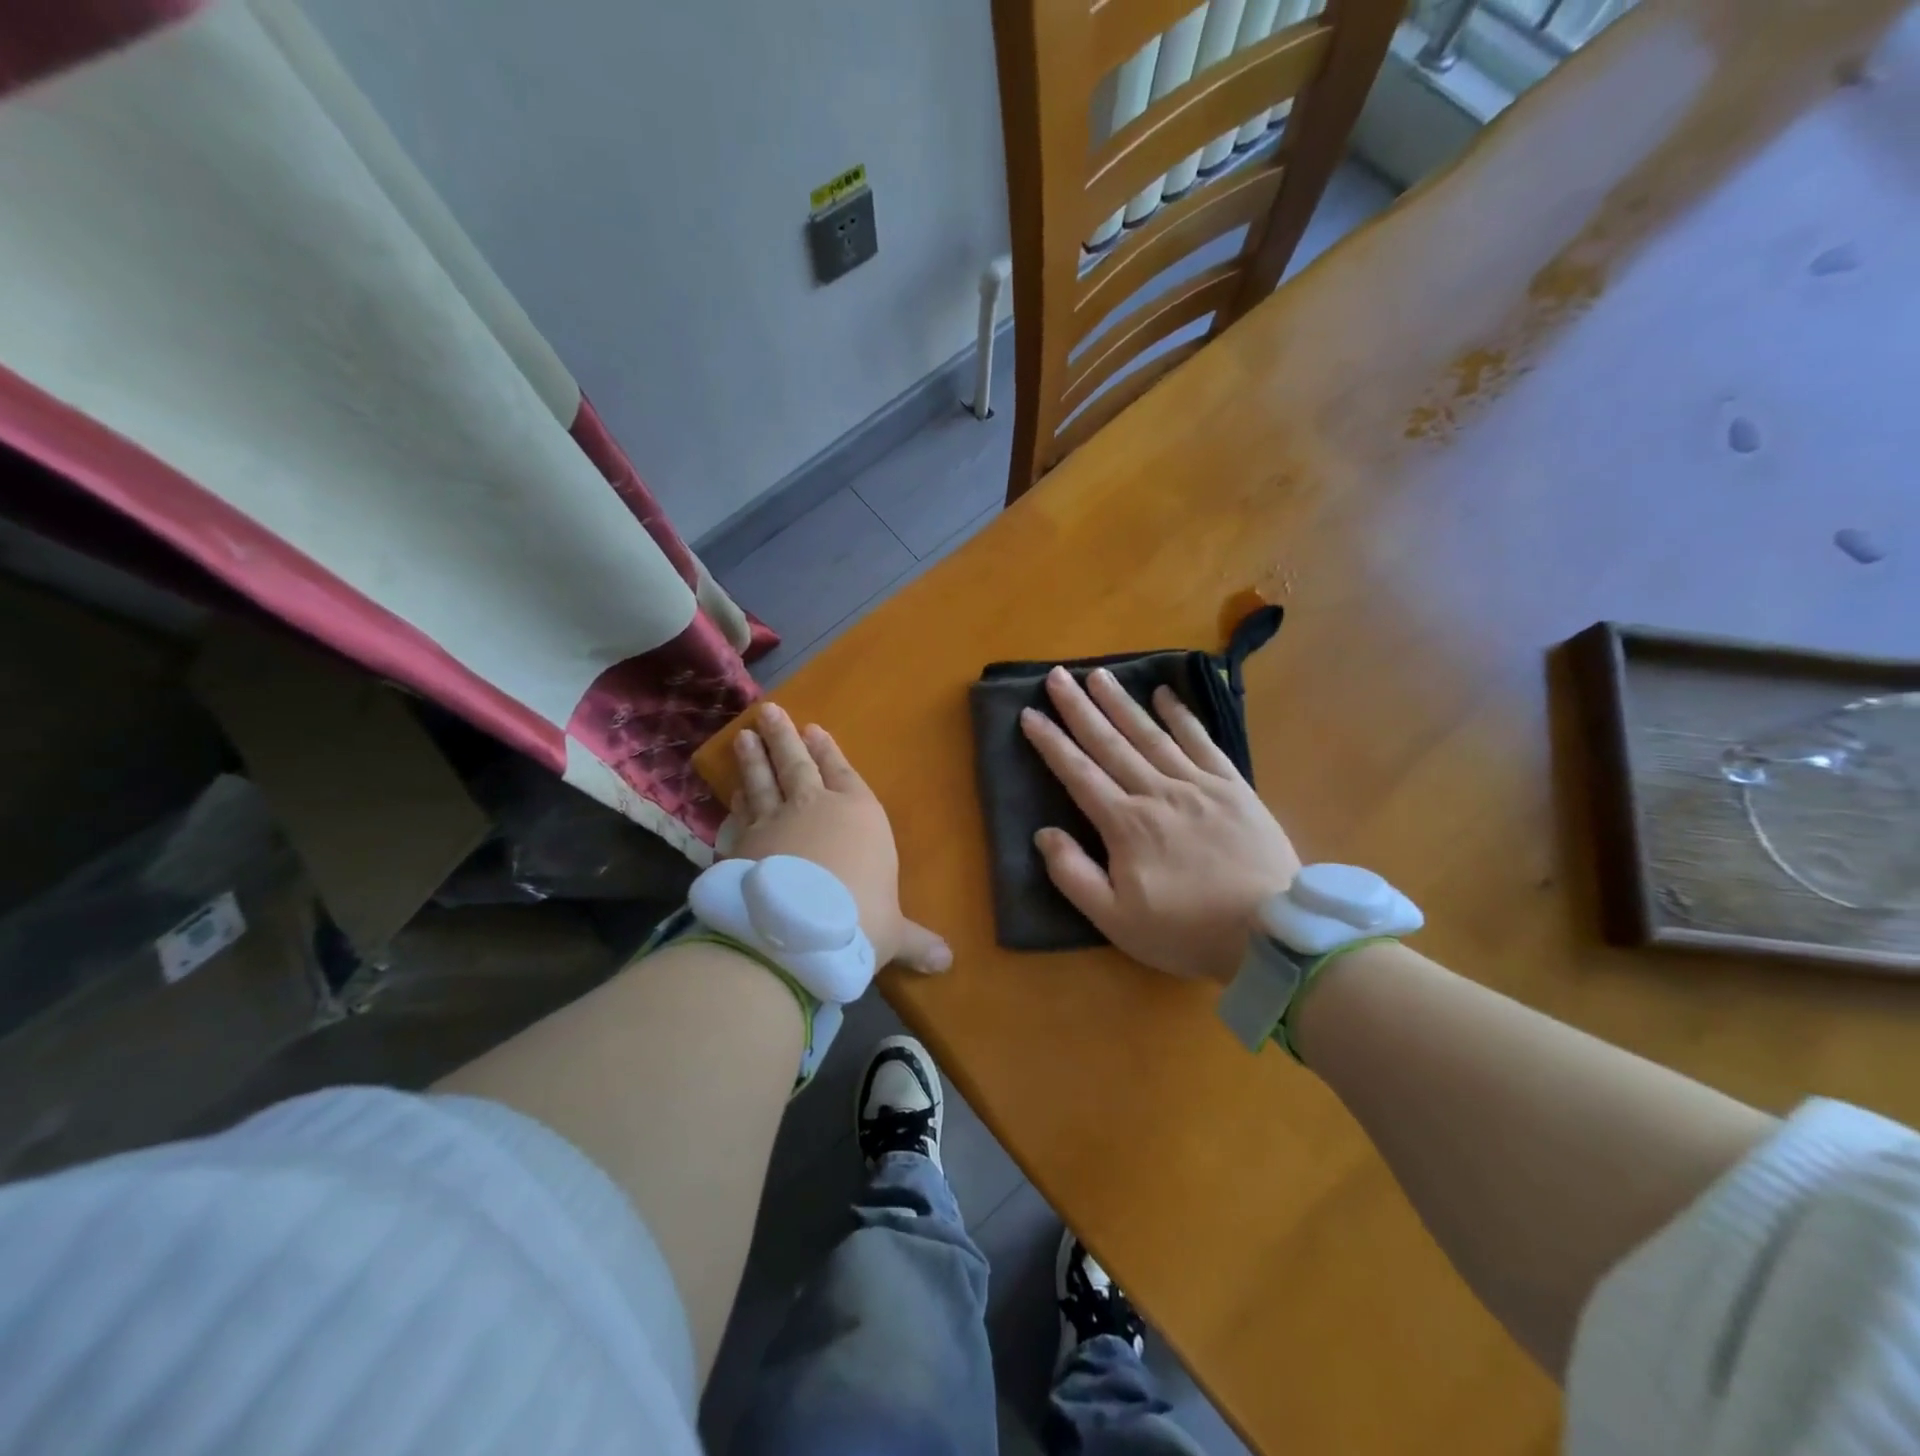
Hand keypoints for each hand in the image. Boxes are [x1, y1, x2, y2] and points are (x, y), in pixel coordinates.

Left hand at [731, 703, 950, 973]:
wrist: (796, 933)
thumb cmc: (858, 920)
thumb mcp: (893, 935)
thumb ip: (917, 942)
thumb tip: (948, 963)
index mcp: (858, 815)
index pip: (843, 773)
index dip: (830, 752)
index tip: (815, 729)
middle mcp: (814, 808)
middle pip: (797, 764)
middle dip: (785, 737)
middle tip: (770, 711)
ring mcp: (773, 822)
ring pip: (763, 781)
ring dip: (754, 759)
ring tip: (745, 736)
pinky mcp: (741, 845)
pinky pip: (740, 815)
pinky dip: (736, 803)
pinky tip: (732, 794)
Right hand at [1020, 667, 1300, 982]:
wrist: (1270, 934)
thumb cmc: (1186, 931)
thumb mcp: (1115, 920)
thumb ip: (1073, 875)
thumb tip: (1043, 833)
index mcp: (1125, 825)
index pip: (1078, 773)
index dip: (1051, 743)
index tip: (1029, 713)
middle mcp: (1157, 793)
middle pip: (1110, 743)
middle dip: (1079, 708)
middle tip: (1058, 676)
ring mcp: (1198, 785)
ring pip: (1150, 735)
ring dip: (1121, 703)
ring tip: (1098, 675)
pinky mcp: (1234, 787)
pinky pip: (1202, 742)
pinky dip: (1182, 716)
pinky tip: (1165, 695)